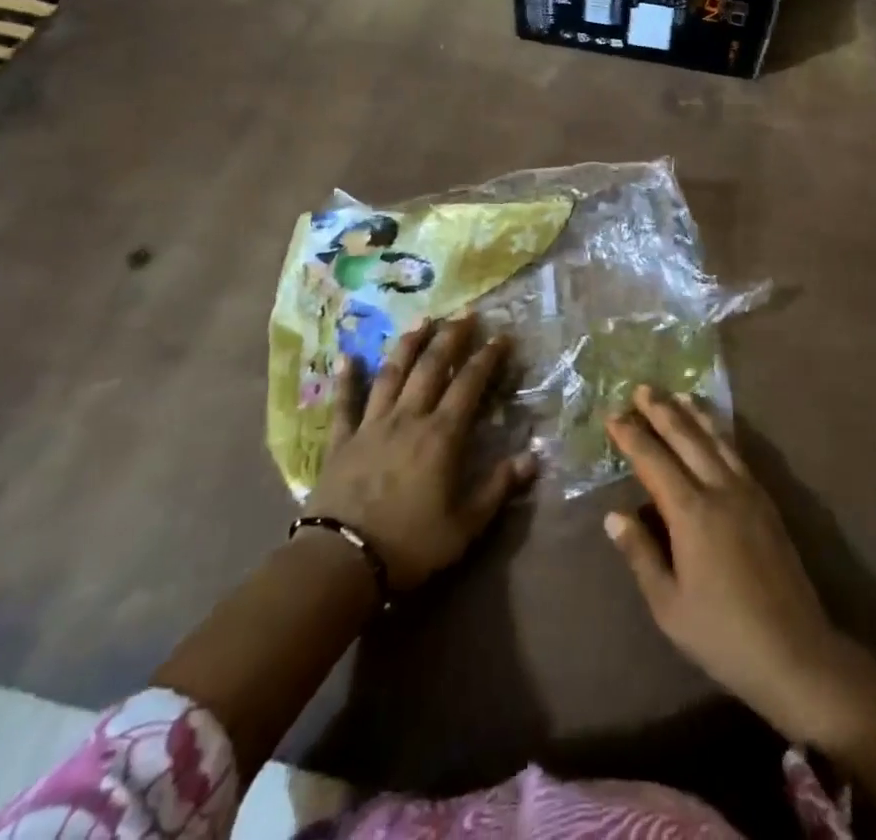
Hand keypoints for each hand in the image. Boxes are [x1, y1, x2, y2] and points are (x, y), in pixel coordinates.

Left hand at [309, 315, 534, 589]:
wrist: (341, 561)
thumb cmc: (410, 545)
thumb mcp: (465, 525)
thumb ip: (499, 487)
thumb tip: (534, 457)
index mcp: (441, 435)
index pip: (469, 384)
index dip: (487, 357)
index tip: (501, 336)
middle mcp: (408, 418)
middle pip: (431, 367)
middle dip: (451, 337)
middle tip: (465, 313)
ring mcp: (371, 425)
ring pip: (392, 374)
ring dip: (408, 344)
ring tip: (422, 320)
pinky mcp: (341, 441)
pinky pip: (344, 403)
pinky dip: (347, 378)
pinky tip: (347, 356)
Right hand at [603, 388, 875, 810]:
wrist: (795, 652)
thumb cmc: (723, 634)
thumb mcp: (669, 605)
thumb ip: (641, 555)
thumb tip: (614, 515)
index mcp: (691, 513)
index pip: (654, 461)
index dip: (632, 436)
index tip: (614, 416)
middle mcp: (720, 490)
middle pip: (686, 438)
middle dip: (662, 411)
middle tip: (641, 388)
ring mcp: (748, 492)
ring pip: (716, 439)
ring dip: (693, 414)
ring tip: (677, 394)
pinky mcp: (766, 502)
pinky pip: (737, 453)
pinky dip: (719, 433)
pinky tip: (714, 430)